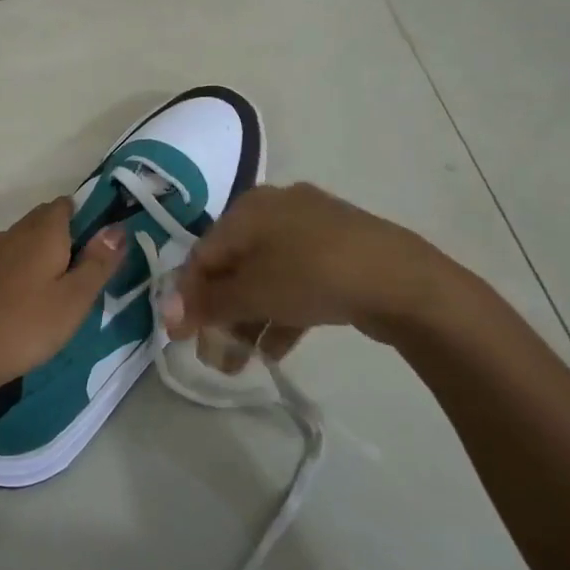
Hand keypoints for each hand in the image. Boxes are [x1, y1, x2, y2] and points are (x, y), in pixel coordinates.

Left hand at [0, 198, 124, 405]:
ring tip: (51, 294)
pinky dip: (15, 274)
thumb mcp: (75, 299)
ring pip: (20, 243)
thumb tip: (118, 227)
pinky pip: (1, 263)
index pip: (65, 205)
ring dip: (38, 257)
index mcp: (42, 232)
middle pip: (42, 221)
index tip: (97, 250)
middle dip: (63, 239)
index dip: (84, 219)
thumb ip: (99, 261)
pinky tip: (18, 305)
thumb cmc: (27, 325)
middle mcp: (12, 233)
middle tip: (79, 278)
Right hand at [163, 182, 451, 347]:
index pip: (202, 254)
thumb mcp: (252, 292)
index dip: (187, 297)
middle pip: (234, 267)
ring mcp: (312, 230)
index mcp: (248, 209)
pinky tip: (277, 350)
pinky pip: (296, 282)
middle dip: (220, 315)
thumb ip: (207, 303)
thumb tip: (167, 313)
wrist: (402, 281)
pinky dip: (281, 313)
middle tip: (216, 356)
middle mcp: (276, 210)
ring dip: (248, 320)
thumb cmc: (312, 275)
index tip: (180, 337)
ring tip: (244, 361)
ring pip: (265, 277)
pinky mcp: (339, 253)